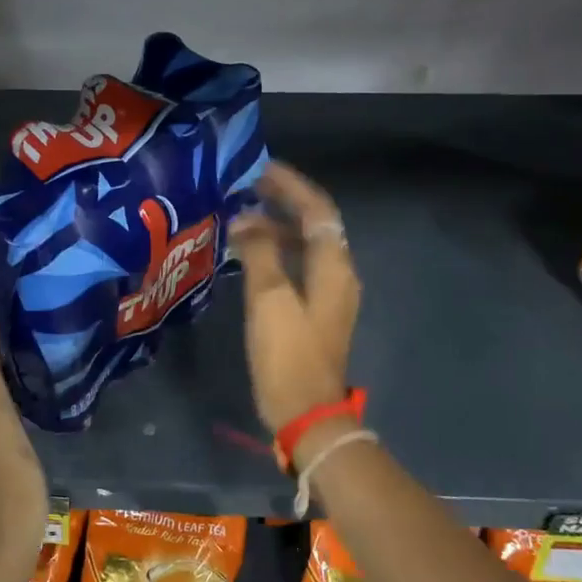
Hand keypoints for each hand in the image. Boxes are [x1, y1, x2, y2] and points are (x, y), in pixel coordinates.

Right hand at [227, 162, 360, 435]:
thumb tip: (245, 220)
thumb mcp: (270, 299)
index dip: (291, 186)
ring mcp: (329, 294)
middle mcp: (338, 274)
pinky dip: (277, 252)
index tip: (261, 169)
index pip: (317, 210)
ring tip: (243, 216)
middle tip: (248, 187)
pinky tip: (251, 255)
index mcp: (333, 266)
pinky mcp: (316, 312)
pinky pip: (299, 267)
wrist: (307, 413)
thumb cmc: (288, 355)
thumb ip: (259, 252)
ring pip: (306, 246)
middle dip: (284, 202)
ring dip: (278, 227)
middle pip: (315, 224)